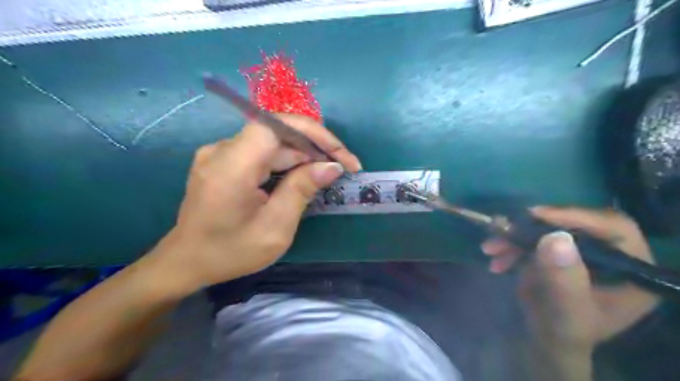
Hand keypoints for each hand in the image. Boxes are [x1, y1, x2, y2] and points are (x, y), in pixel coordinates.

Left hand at [151, 114, 356, 289]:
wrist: (186, 262)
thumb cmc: (230, 251)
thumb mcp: (275, 228)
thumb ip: (302, 190)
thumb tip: (331, 166)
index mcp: (232, 166)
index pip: (277, 125)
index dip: (313, 133)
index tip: (340, 154)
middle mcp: (223, 150)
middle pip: (277, 134)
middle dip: (314, 147)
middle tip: (344, 167)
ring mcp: (220, 153)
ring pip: (272, 143)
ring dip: (303, 155)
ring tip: (329, 172)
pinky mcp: (223, 161)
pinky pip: (261, 153)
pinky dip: (286, 162)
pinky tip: (303, 175)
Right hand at [479, 209, 661, 350]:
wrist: (546, 338)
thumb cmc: (564, 332)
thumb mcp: (567, 314)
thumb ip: (564, 281)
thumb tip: (555, 238)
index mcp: (631, 268)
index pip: (613, 228)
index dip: (576, 216)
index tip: (536, 215)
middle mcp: (608, 253)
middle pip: (573, 224)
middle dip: (533, 227)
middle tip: (504, 228)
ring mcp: (579, 250)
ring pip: (546, 229)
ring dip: (514, 237)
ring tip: (490, 249)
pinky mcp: (556, 251)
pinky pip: (531, 238)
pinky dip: (510, 245)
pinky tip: (495, 259)